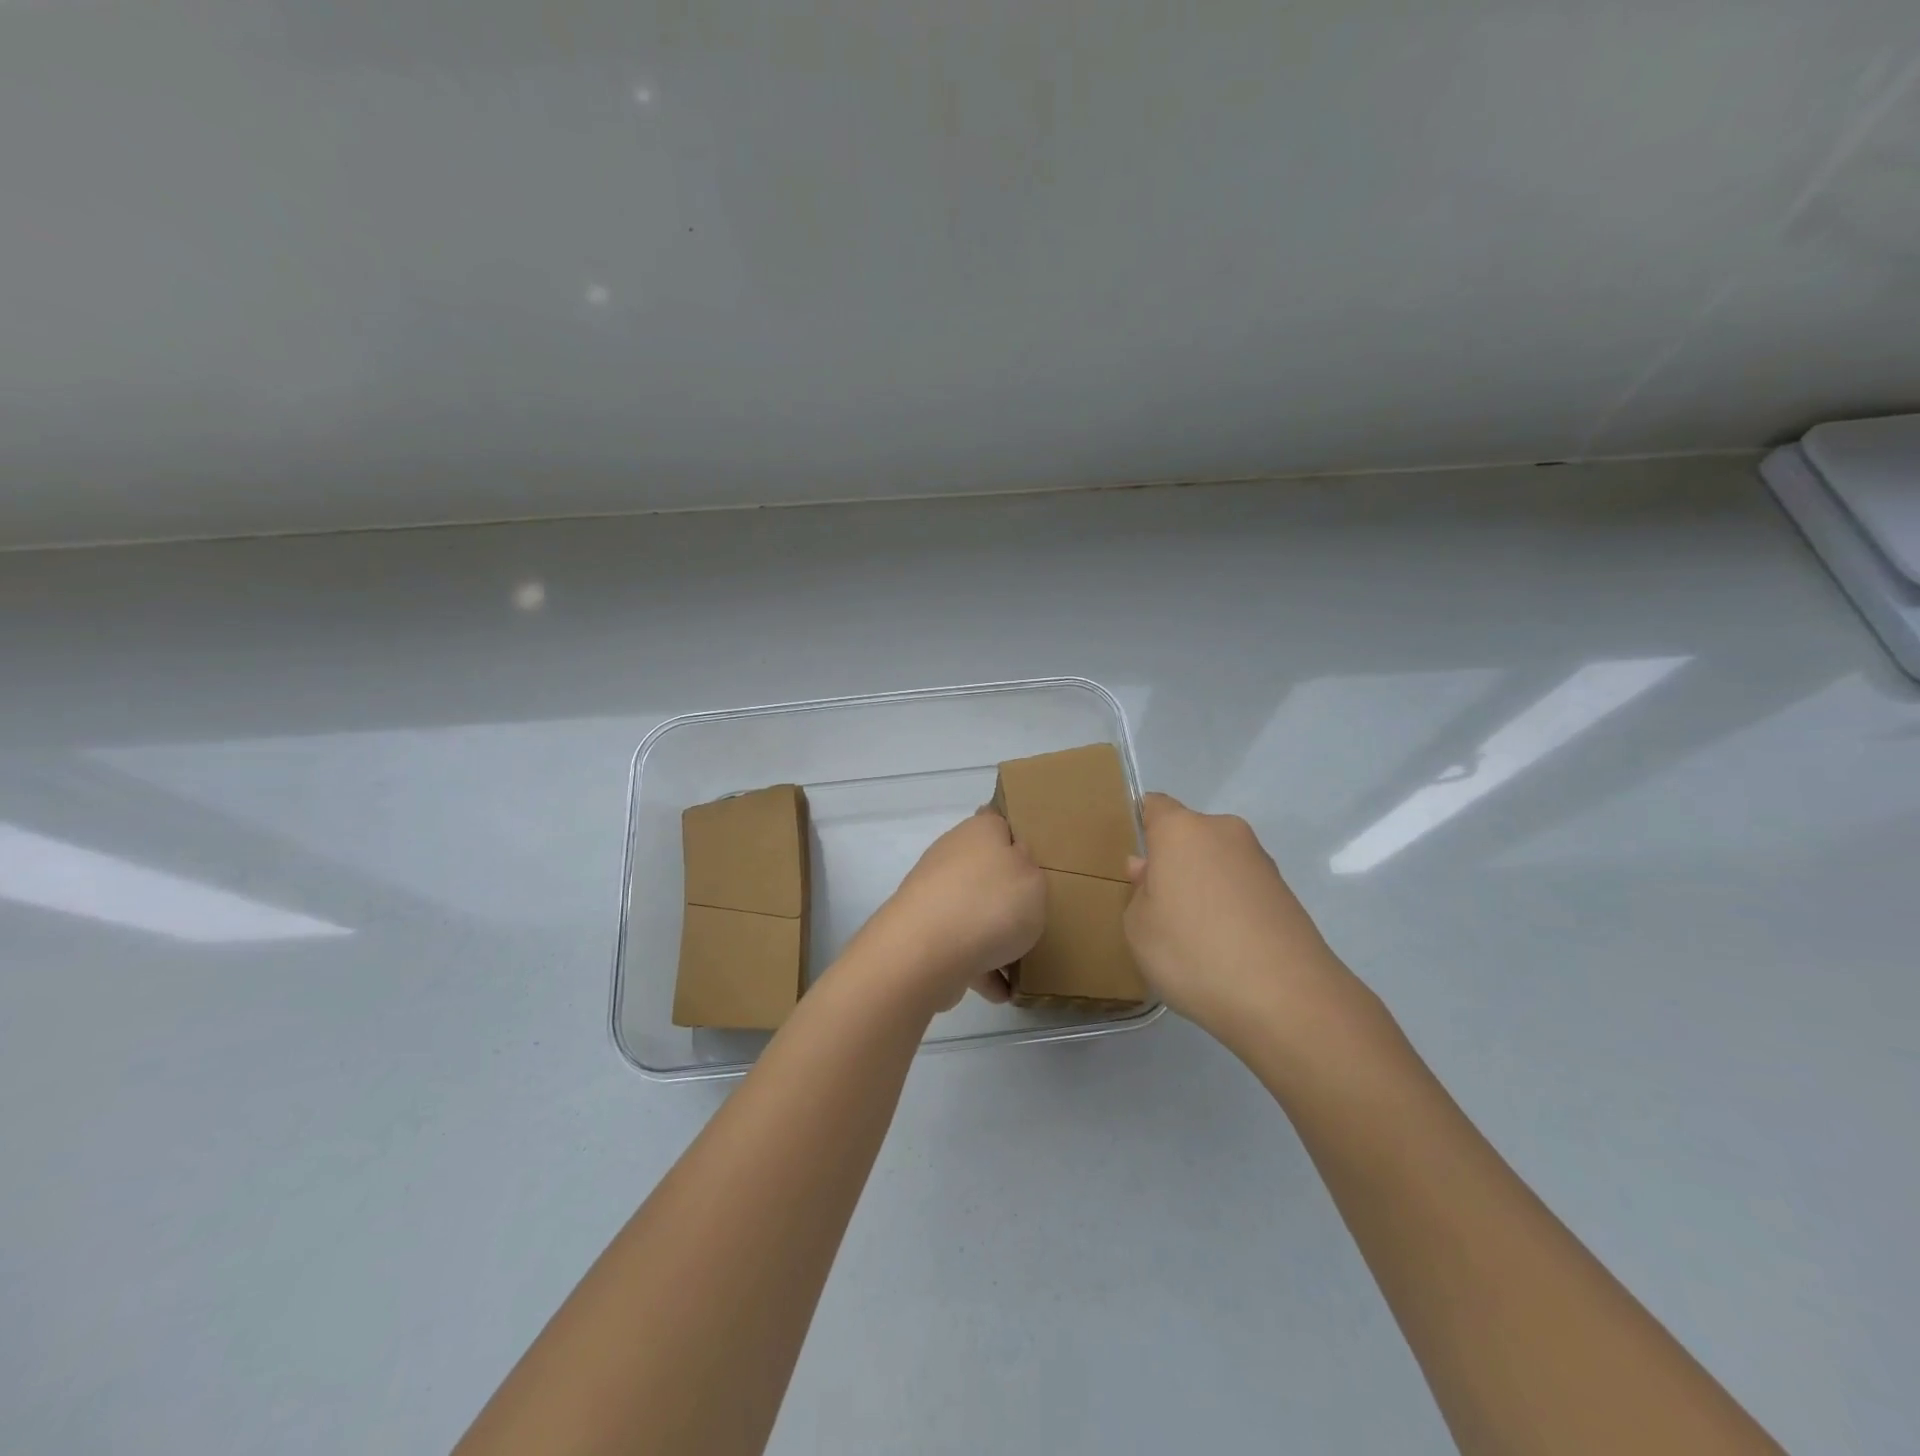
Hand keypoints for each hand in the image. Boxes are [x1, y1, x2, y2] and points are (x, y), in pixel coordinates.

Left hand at [861, 807, 1046, 1011]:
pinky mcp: (923, 931)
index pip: (999, 821)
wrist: (924, 953)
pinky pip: (961, 946)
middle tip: (1037, 914)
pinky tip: (1000, 990)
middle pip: (987, 870)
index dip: (1018, 835)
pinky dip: (980, 966)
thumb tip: (1014, 864)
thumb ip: (1030, 870)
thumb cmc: (990, 905)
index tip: (1038, 859)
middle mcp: (952, 855)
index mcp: (980, 831)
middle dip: (1008, 894)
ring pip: (973, 910)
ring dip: (994, 934)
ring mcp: (934, 895)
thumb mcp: (1034, 879)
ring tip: (1022, 962)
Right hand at [1122, 793, 1357, 1047]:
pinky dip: (1230, 907)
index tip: (1134, 866)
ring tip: (1195, 936)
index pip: (1154, 806)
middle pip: (1188, 836)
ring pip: (1217, 863)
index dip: (1141, 829)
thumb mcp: (1139, 928)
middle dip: (1173, 863)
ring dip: (1203, 886)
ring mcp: (1260, 861)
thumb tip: (1152, 872)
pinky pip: (1242, 888)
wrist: (1286, 998)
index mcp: (1181, 830)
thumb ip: (1139, 892)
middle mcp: (1224, 832)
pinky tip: (1225, 948)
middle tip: (1160, 909)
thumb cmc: (1193, 952)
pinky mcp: (1286, 893)